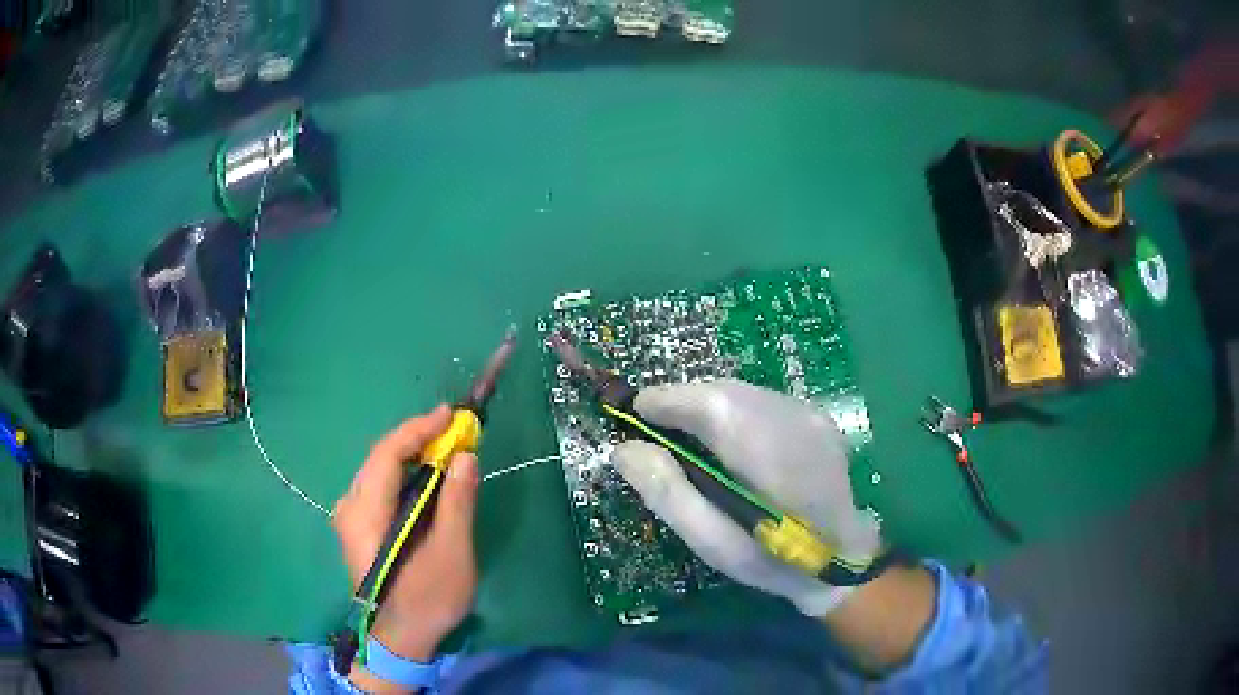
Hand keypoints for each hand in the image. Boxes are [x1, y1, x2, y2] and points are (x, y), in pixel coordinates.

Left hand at [333, 405, 478, 676]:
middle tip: (454, 431)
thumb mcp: (450, 554)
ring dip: (412, 455)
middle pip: (380, 458)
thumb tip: (465, 456)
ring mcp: (351, 517)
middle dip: (417, 439)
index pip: (387, 454)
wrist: (401, 641)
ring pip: (380, 470)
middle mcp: (350, 507)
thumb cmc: (426, 600)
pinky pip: (380, 486)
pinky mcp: (359, 527)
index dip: (418, 429)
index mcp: (365, 513)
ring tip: (445, 449)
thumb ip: (456, 503)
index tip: (450, 415)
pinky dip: (405, 474)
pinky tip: (427, 478)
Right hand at [611, 380, 881, 616]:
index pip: (711, 403)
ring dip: (708, 407)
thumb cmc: (772, 559)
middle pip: (724, 391)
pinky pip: (761, 400)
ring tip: (690, 439)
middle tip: (657, 431)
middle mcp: (794, 420)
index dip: (667, 400)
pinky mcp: (816, 416)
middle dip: (684, 403)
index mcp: (770, 455)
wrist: (843, 559)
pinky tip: (731, 445)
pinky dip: (734, 411)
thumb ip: (667, 493)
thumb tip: (624, 449)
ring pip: (742, 391)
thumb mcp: (712, 542)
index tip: (636, 414)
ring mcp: (809, 414)